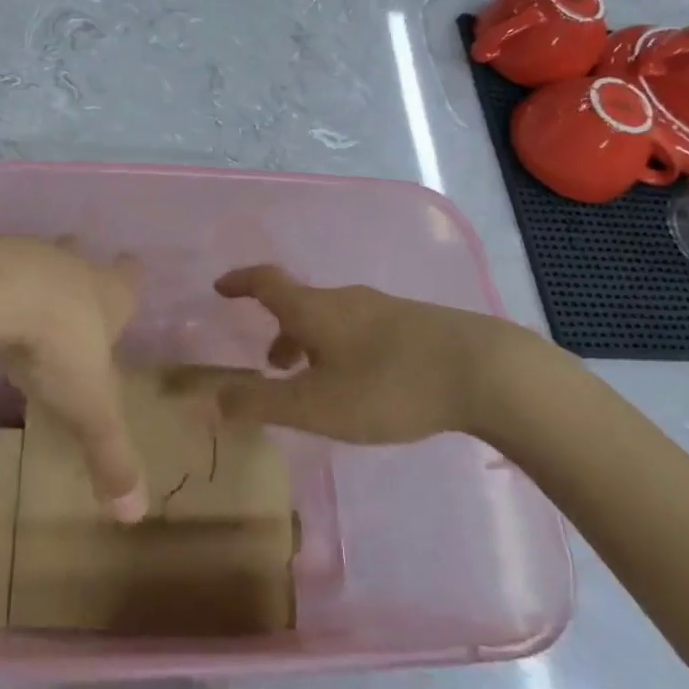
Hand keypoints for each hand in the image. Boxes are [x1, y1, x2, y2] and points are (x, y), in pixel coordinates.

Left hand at [0, 237, 147, 522]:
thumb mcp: (88, 409)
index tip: (131, 271)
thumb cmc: (55, 347)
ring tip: (24, 294)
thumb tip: (135, 514)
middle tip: (77, 273)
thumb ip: (110, 456)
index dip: (130, 278)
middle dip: (81, 264)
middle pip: (80, 256)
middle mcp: (68, 265)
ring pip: (34, 258)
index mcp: (105, 293)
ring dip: (34, 273)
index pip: (127, 279)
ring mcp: (22, 254)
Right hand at [165, 265, 555, 443]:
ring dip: (312, 342)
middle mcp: (345, 300)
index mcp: (314, 309)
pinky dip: (343, 347)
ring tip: (315, 380)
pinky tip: (364, 381)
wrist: (485, 371)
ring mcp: (383, 309)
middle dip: (279, 329)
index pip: (265, 282)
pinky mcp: (414, 325)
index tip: (220, 288)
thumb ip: (258, 403)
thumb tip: (203, 399)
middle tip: (270, 364)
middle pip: (300, 305)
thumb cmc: (388, 386)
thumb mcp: (315, 405)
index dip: (240, 283)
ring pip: (333, 319)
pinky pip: (361, 329)